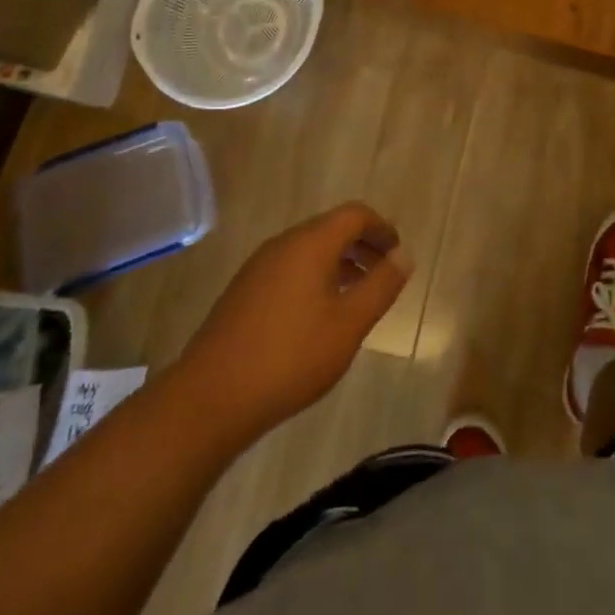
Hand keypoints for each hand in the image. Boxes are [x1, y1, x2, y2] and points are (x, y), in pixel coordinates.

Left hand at [174, 202, 411, 437]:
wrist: (209, 400)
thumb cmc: (290, 357)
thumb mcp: (349, 324)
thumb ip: (381, 285)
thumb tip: (404, 255)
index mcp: (310, 243)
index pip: (355, 214)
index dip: (382, 229)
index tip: (398, 255)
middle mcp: (283, 244)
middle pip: (331, 228)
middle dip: (362, 246)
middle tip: (383, 276)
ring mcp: (258, 267)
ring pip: (309, 250)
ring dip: (339, 263)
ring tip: (356, 298)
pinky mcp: (243, 292)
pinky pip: (290, 268)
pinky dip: (315, 278)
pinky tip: (319, 316)